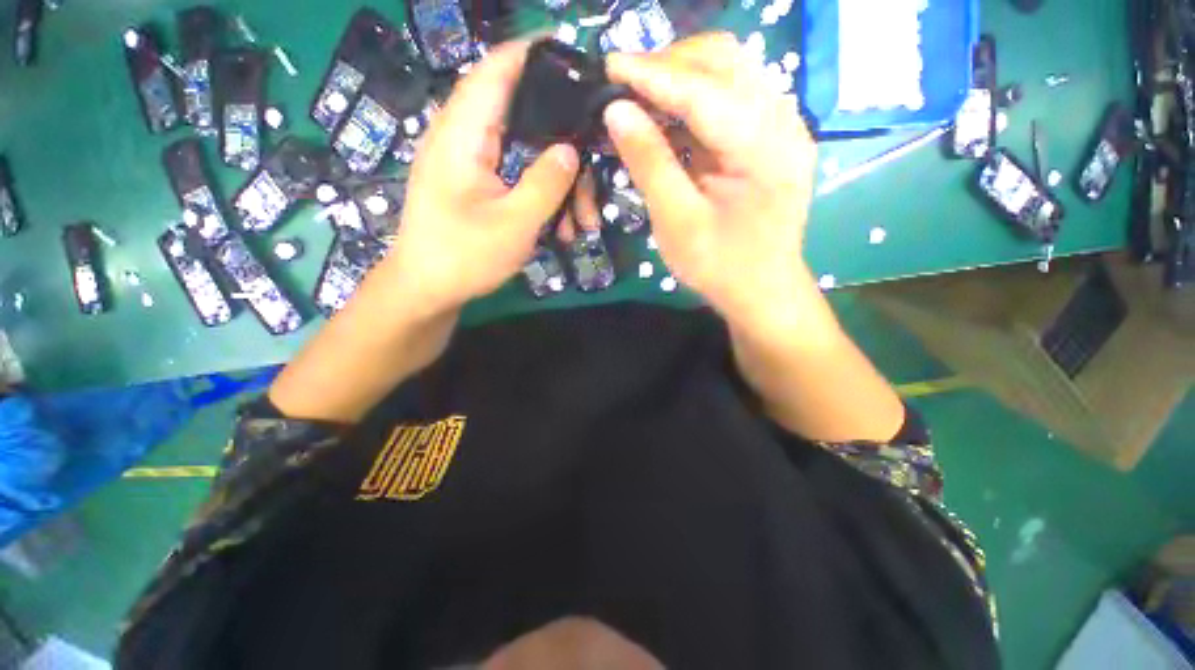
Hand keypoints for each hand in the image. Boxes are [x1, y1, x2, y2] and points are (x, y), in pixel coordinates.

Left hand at [382, 41, 580, 317]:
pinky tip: (562, 227)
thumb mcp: (514, 223)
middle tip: (594, 167)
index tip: (573, 55)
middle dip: (563, 141)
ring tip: (582, 220)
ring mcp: (470, 163)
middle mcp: (463, 138)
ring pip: (525, 153)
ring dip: (559, 182)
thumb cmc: (464, 257)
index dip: (533, 54)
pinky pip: (518, 176)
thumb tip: (570, 149)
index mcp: (463, 134)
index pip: (497, 70)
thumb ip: (546, 182)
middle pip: (522, 115)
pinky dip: (543, 196)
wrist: (427, 290)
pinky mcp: (477, 184)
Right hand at [603, 33, 817, 323]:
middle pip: (725, 63)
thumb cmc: (720, 266)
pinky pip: (733, 96)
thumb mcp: (677, 222)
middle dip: (669, 65)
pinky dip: (697, 98)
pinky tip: (670, 117)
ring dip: (682, 77)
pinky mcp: (772, 138)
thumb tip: (615, 112)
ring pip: (731, 72)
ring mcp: (783, 127)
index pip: (704, 90)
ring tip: (642, 98)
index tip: (609, 65)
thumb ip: (649, 164)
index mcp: (764, 148)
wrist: (762, 291)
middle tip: (625, 86)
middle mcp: (783, 123)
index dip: (652, 74)